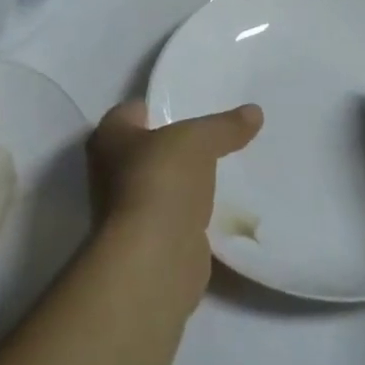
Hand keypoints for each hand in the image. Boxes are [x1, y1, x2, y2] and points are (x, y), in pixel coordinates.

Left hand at [86, 100, 262, 298]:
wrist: (155, 260)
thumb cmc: (161, 181)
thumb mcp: (198, 140)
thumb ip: (224, 126)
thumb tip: (255, 111)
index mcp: (110, 136)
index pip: (137, 110)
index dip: (165, 105)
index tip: (198, 104)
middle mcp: (110, 171)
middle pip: (152, 147)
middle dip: (181, 145)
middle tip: (219, 135)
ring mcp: (128, 209)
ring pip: (166, 183)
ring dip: (190, 181)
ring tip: (229, 166)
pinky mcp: (151, 241)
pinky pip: (178, 216)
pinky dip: (197, 212)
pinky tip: (225, 204)